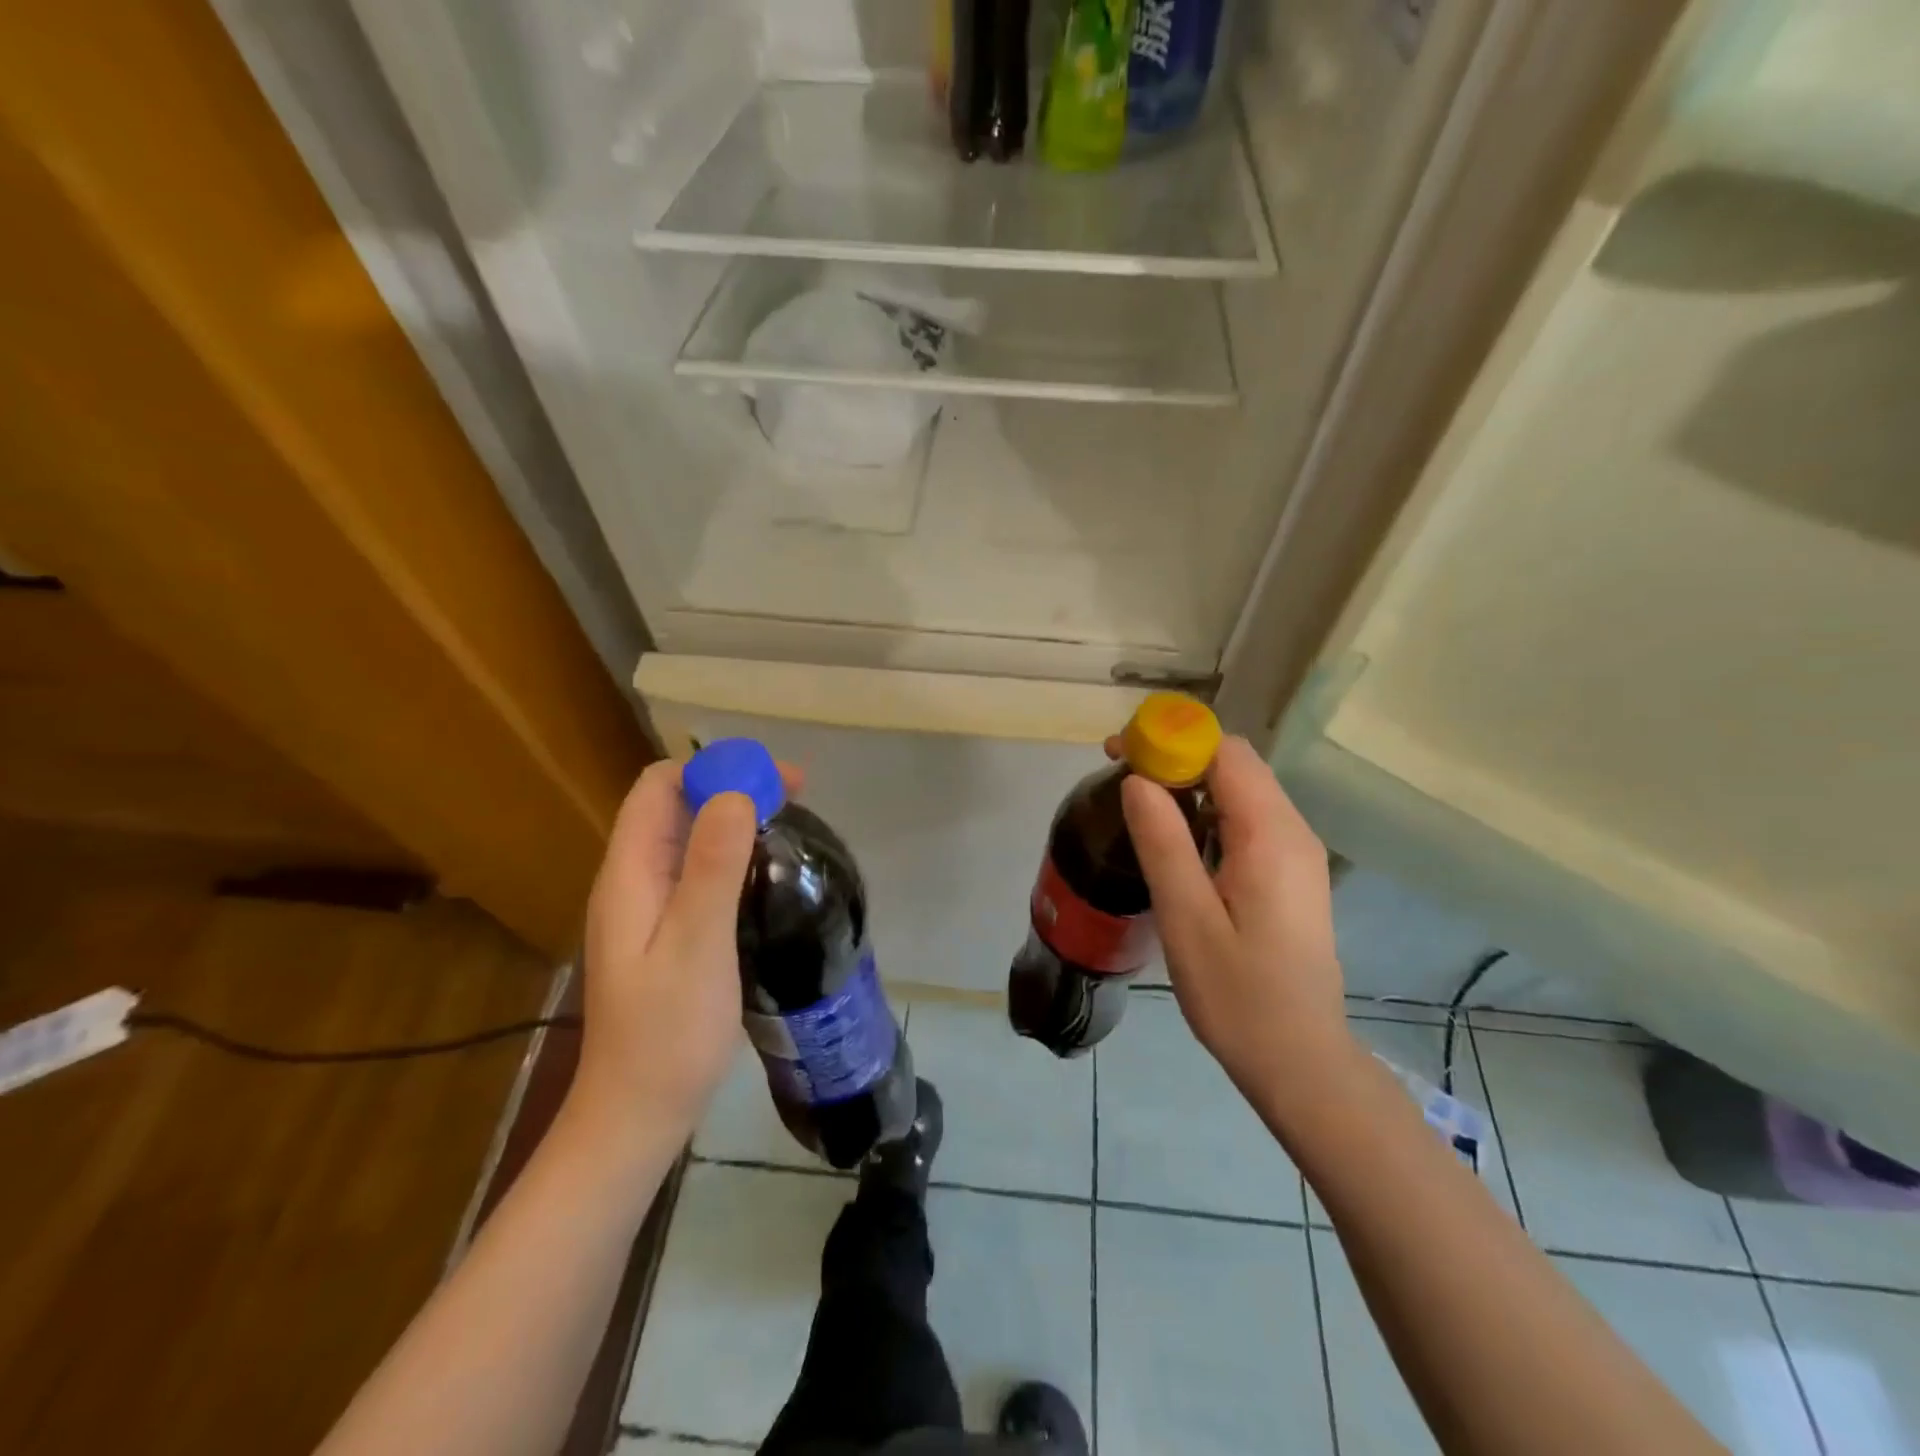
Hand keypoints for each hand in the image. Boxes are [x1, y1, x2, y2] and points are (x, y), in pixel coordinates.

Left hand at [571, 759, 797, 1150]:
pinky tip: (767, 872)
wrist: (638, 1115)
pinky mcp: (666, 933)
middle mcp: (632, 881)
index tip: (772, 779)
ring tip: (789, 823)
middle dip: (731, 786)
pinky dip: (732, 854)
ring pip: (689, 838)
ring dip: (734, 818)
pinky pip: (698, 871)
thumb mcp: (697, 943)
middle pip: (675, 807)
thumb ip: (712, 866)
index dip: (712, 768)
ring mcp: (647, 909)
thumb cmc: (668, 1032)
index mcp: (629, 874)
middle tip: (796, 796)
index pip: (658, 787)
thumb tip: (736, 792)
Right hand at [1118, 736, 1353, 1103]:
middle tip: (1121, 775)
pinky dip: (1208, 810)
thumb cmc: (1238, 995)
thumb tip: (1138, 779)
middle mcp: (1293, 831)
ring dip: (1190, 782)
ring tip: (1139, 803)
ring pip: (1242, 790)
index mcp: (1271, 836)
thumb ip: (1163, 843)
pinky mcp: (1291, 874)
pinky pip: (1249, 819)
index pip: (1225, 753)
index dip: (1172, 739)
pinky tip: (1176, 839)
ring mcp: (1297, 853)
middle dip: (1176, 755)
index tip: (1121, 752)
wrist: (1299, 1060)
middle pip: (1236, 764)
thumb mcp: (1187, 918)